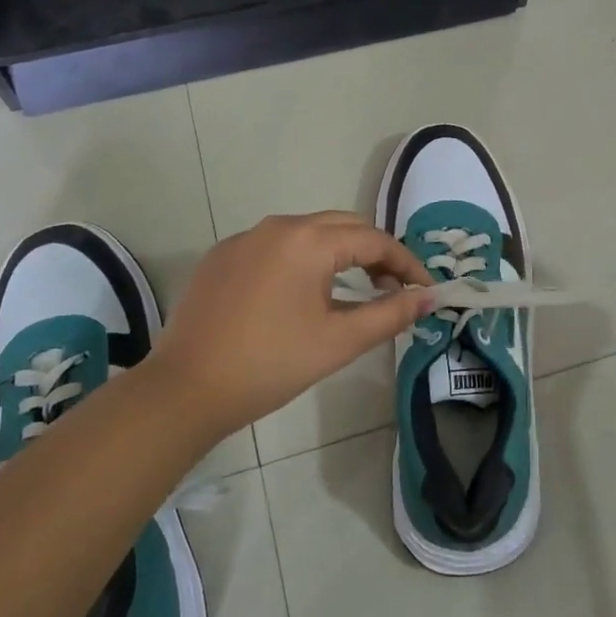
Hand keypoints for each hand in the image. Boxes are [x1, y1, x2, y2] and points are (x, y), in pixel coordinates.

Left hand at [146, 211, 435, 439]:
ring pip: (308, 233)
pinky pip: (276, 246)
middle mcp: (277, 226)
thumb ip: (391, 314)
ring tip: (356, 290)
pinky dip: (303, 260)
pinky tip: (303, 294)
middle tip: (394, 288)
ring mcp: (244, 238)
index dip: (407, 263)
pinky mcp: (222, 257)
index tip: (425, 290)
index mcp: (308, 240)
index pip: (374, 240)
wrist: (185, 390)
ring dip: (340, 254)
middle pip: (343, 226)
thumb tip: (430, 296)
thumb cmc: (270, 365)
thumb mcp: (339, 341)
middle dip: (376, 253)